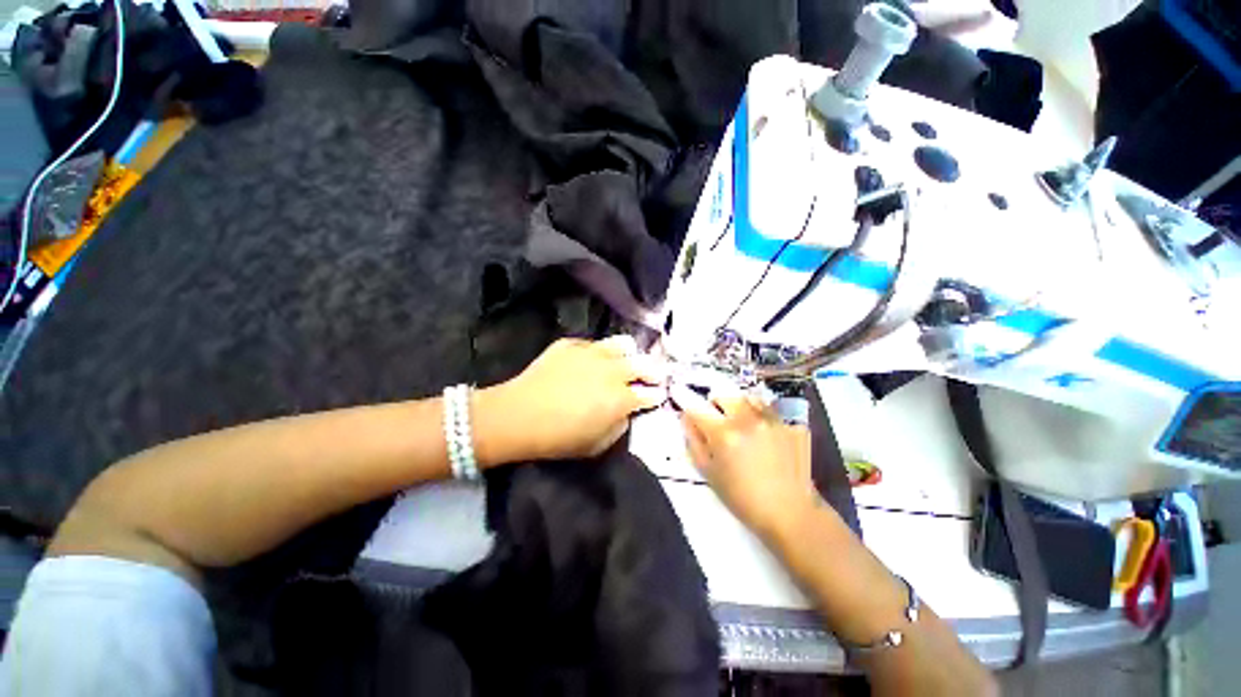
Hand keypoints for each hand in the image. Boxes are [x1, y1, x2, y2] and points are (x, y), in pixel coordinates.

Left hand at [476, 336, 667, 463]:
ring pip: (623, 344)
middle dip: (654, 371)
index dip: (656, 395)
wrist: (518, 415)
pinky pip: (593, 343)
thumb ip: (619, 426)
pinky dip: (599, 352)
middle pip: (644, 364)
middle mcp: (612, 370)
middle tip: (654, 375)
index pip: (650, 393)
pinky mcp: (571, 344)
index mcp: (621, 398)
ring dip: (629, 354)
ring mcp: (592, 353)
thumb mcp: (597, 445)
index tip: (658, 395)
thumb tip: (625, 412)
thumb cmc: (559, 438)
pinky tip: (592, 360)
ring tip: (626, 359)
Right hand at [673, 384, 819, 538]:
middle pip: (723, 395)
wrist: (789, 512)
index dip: (685, 399)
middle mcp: (747, 420)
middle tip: (715, 417)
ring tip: (739, 421)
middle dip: (714, 403)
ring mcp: (771, 420)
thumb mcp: (708, 472)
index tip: (680, 395)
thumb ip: (693, 441)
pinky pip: (768, 410)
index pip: (697, 407)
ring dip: (737, 405)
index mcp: (723, 433)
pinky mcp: (791, 425)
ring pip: (747, 397)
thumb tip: (686, 417)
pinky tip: (761, 431)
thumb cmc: (741, 497)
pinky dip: (759, 414)